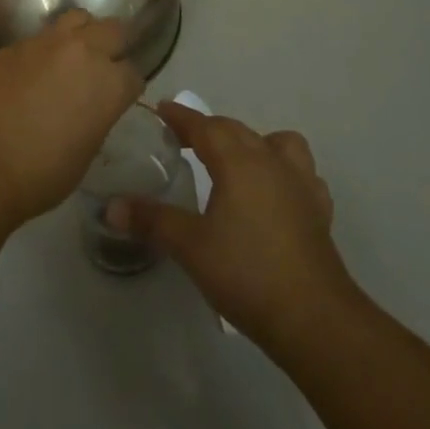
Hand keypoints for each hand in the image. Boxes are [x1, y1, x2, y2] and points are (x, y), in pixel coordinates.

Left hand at [0, 11, 143, 226]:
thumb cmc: (38, 173)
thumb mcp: (83, 154)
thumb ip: (94, 121)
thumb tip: (87, 112)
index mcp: (109, 84)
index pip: (133, 74)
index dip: (126, 87)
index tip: (118, 98)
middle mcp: (84, 52)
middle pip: (113, 30)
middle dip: (113, 46)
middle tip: (102, 67)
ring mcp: (47, 42)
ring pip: (78, 18)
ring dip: (81, 34)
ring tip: (71, 56)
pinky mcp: (14, 43)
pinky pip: (40, 37)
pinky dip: (44, 50)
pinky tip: (32, 72)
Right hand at [115, 104, 357, 352]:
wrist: (314, 319)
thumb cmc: (247, 274)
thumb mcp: (190, 247)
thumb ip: (151, 221)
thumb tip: (110, 207)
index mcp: (238, 161)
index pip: (204, 126)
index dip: (180, 117)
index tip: (161, 110)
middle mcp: (270, 161)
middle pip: (236, 130)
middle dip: (209, 128)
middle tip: (185, 139)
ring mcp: (300, 184)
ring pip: (277, 143)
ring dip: (254, 142)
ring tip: (237, 162)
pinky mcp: (319, 210)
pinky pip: (302, 175)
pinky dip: (286, 173)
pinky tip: (276, 194)